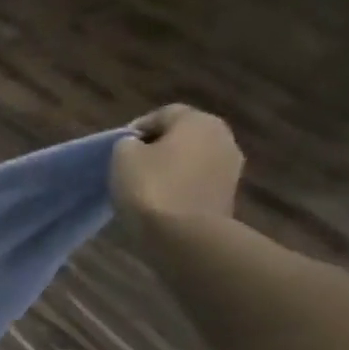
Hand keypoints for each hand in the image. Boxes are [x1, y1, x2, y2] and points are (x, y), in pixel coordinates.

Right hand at [111, 105, 243, 227]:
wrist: (184, 235)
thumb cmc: (151, 188)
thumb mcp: (123, 158)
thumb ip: (128, 144)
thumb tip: (137, 146)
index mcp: (197, 120)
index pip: (163, 114)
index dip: (137, 129)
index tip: (118, 149)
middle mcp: (222, 136)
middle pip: (183, 136)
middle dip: (158, 149)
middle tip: (132, 168)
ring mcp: (230, 167)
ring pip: (192, 161)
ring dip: (172, 170)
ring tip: (146, 189)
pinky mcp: (228, 195)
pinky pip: (198, 183)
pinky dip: (182, 188)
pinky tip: (163, 204)